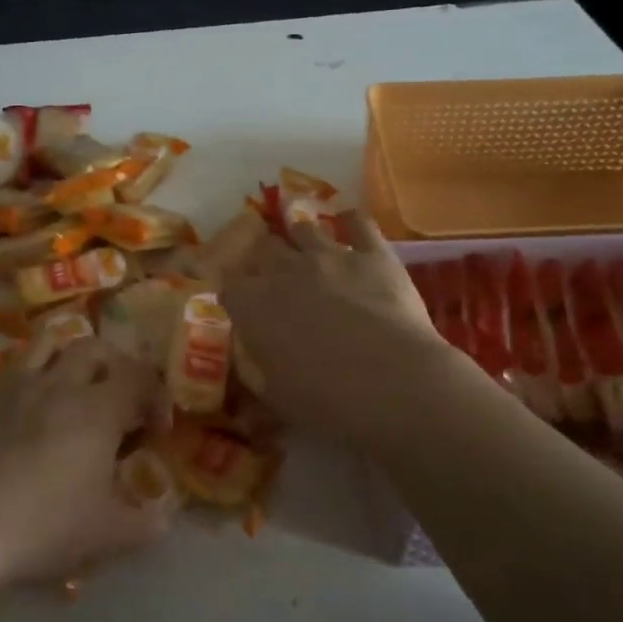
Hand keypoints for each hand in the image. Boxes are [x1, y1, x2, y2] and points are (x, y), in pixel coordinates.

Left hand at [0, 339, 169, 595]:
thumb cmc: (43, 527)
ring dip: (68, 359)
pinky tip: (25, 413)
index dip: (154, 395)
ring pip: (48, 345)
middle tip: (118, 401)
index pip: (139, 376)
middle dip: (116, 367)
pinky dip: (29, 379)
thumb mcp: (108, 536)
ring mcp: (14, 386)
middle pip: (95, 348)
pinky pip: (10, 370)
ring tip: (71, 391)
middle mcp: (58, 384)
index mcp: (98, 409)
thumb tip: (164, 515)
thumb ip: (146, 523)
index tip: (155, 429)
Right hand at [221, 213, 455, 453]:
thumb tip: (252, 366)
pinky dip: (350, 220)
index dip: (234, 291)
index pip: (229, 285)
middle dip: (263, 257)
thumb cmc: (326, 400)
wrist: (393, 384)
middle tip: (270, 270)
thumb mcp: (277, 397)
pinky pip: (358, 223)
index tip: (239, 301)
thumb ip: (259, 373)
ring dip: (299, 235)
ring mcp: (330, 256)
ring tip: (303, 241)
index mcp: (254, 306)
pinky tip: (347, 221)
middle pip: (263, 248)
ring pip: (304, 228)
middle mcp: (285, 271)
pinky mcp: (374, 254)